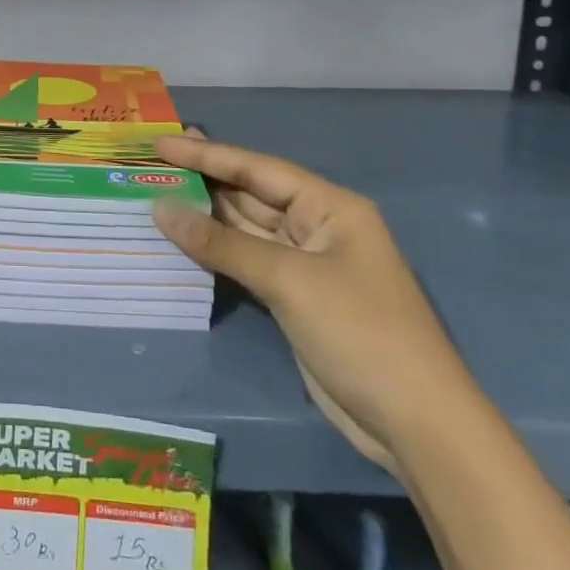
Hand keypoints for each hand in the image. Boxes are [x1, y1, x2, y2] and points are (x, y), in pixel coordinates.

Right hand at [150, 135, 476, 471]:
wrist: (416, 425)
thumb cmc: (359, 332)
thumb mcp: (289, 280)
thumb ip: (222, 244)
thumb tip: (161, 210)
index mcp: (330, 206)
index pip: (257, 168)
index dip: (207, 154)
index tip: (162, 143)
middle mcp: (317, 226)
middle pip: (251, 194)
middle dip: (204, 179)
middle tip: (153, 161)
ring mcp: (307, 264)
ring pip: (247, 229)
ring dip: (205, 216)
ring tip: (157, 192)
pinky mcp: (296, 297)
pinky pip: (247, 261)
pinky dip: (216, 252)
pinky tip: (184, 240)